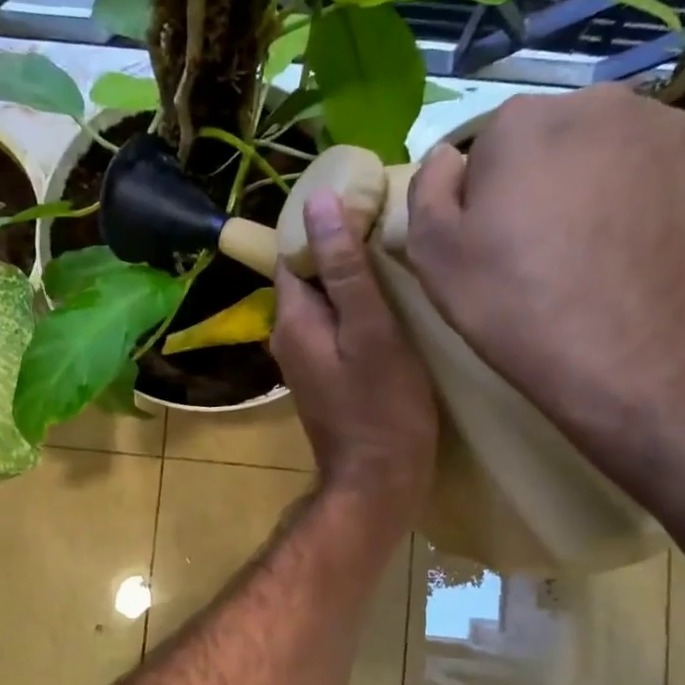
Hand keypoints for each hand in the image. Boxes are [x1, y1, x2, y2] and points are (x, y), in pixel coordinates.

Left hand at [271, 189, 435, 531]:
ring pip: (324, 305)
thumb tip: (317, 204)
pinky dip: (356, 313)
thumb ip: (344, 268)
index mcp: (292, 320)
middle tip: (390, 231)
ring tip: (397, 263)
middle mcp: (288, 337)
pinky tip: (391, 308)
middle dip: (341, 252)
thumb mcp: (370, 330)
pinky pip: (335, 330)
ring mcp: (305, 361)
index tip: (366, 206)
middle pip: (308, 278)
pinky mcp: (326, 378)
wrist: (379, 480)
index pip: (293, 254)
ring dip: (352, 283)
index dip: (324, 227)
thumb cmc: (382, 406)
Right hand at [404, 86, 684, 457]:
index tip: (493, 245)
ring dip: (604, 193)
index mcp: (525, 123)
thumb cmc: (523, 310)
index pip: (491, 146)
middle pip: (559, 142)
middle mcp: (605, 106)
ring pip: (619, 158)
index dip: (487, 198)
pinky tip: (647, 264)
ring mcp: (678, 133)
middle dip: (548, 185)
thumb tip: (448, 158)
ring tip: (603, 263)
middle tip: (546, 255)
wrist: (649, 364)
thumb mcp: (436, 260)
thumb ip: (428, 192)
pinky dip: (656, 210)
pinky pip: (672, 182)